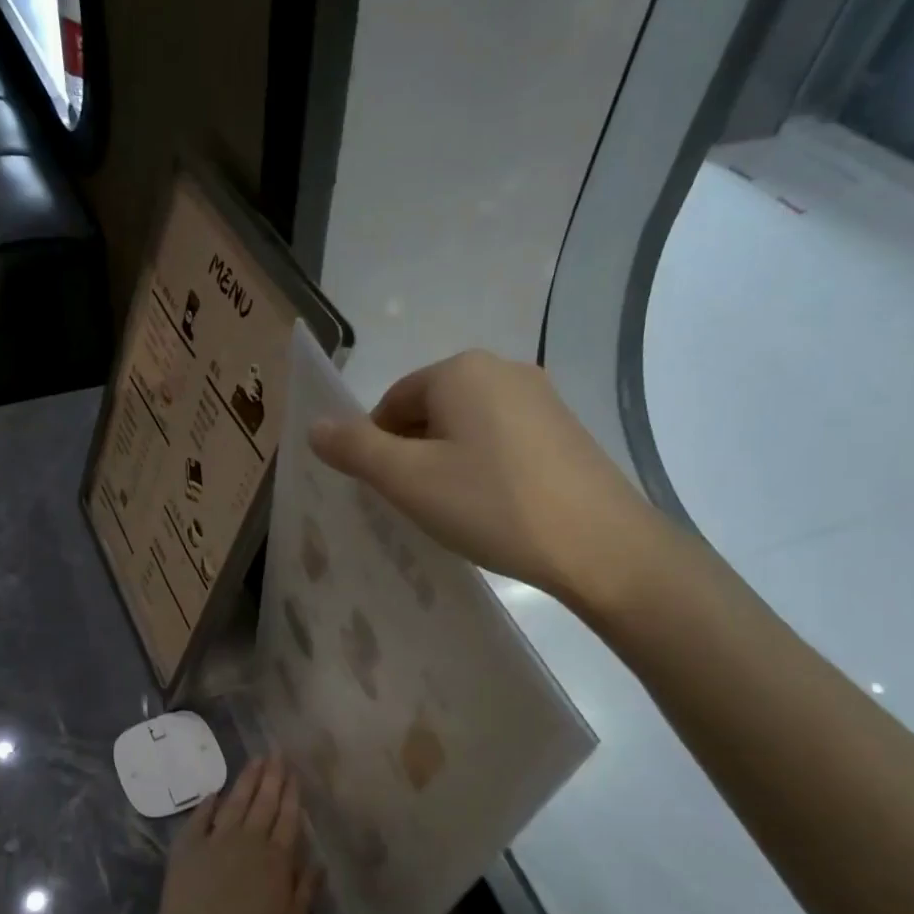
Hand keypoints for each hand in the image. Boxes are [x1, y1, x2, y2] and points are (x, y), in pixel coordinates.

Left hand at [151, 756, 317, 913]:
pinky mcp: (188, 846)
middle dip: (272, 776)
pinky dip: (208, 804)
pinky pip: (200, 818)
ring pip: (236, 803)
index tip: (294, 771)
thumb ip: (305, 891)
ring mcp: (217, 840)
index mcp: (277, 859)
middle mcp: (249, 841)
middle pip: (264, 803)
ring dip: (246, 780)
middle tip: (276, 752)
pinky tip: (214, 793)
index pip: (288, 818)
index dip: (292, 794)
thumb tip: (319, 862)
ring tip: (255, 759)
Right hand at [308, 351, 669, 623]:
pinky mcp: (564, 430)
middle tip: (416, 506)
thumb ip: (355, 449)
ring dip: (446, 463)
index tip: (385, 493)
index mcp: (460, 370)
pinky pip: (502, 441)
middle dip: (412, 454)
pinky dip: (483, 468)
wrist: (599, 544)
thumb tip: (315, 426)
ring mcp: (541, 398)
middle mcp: (502, 369)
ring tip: (454, 511)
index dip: (376, 448)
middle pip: (429, 411)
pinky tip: (493, 507)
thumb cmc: (492, 505)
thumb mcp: (409, 480)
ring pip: (466, 427)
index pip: (392, 402)